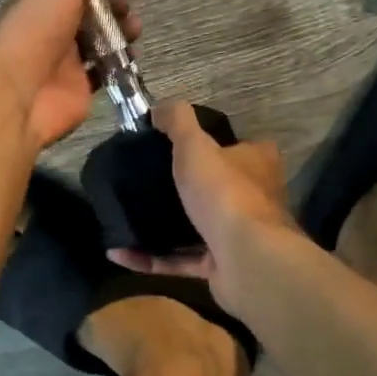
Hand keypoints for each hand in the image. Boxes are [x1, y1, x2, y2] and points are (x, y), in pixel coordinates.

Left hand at [0, 0, 138, 152]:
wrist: (20, 93)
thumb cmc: (35, 30)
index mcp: (38, 3)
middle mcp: (48, 30)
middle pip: (87, 14)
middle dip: (112, 9)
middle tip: (128, 10)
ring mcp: (63, 61)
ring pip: (98, 42)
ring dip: (120, 33)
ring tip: (135, 30)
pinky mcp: (78, 88)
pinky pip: (104, 71)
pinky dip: (120, 63)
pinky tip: (132, 56)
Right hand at [108, 100, 298, 311]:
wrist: (246, 260)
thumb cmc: (224, 193)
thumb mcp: (195, 145)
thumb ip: (177, 121)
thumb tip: (159, 108)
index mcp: (257, 163)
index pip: (237, 146)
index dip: (210, 144)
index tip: (172, 146)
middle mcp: (254, 197)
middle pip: (216, 187)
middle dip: (184, 187)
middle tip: (143, 180)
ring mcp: (237, 236)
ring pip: (196, 226)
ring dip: (163, 225)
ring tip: (127, 215)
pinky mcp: (220, 267)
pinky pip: (180, 260)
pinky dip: (151, 258)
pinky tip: (119, 252)